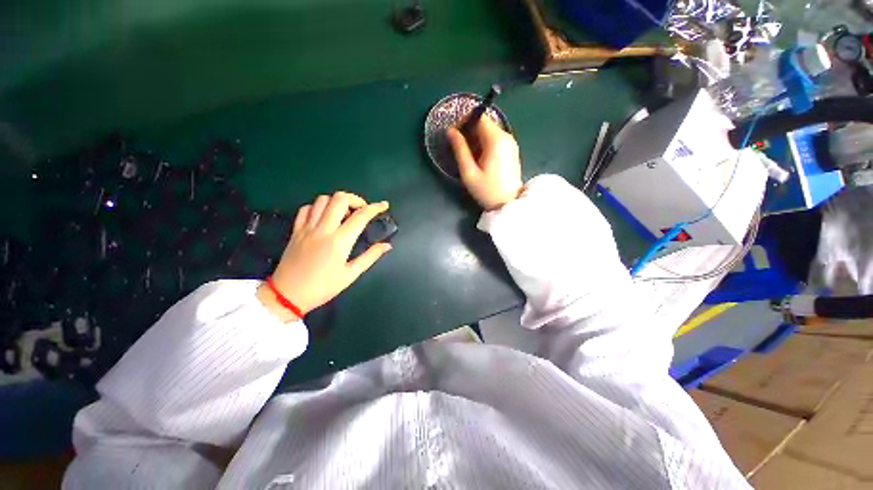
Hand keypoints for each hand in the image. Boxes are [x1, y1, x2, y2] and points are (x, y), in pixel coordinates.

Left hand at [257, 192, 391, 321]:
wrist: (287, 295)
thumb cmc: (323, 287)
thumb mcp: (351, 274)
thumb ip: (370, 256)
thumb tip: (387, 245)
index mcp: (339, 241)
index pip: (361, 216)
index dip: (375, 208)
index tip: (384, 205)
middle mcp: (323, 229)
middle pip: (339, 199)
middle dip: (355, 199)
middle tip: (362, 210)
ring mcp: (307, 228)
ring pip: (322, 200)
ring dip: (337, 202)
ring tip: (344, 214)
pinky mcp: (296, 230)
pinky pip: (306, 209)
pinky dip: (318, 207)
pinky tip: (324, 217)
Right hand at [446, 116, 522, 210]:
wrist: (508, 204)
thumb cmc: (487, 191)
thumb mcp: (469, 172)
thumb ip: (459, 149)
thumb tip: (450, 131)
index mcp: (496, 140)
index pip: (479, 117)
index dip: (464, 122)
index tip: (454, 135)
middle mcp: (506, 137)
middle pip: (485, 123)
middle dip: (470, 131)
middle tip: (460, 148)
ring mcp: (511, 143)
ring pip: (490, 131)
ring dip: (477, 139)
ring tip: (469, 156)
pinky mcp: (512, 150)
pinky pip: (496, 139)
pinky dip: (485, 144)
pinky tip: (480, 159)